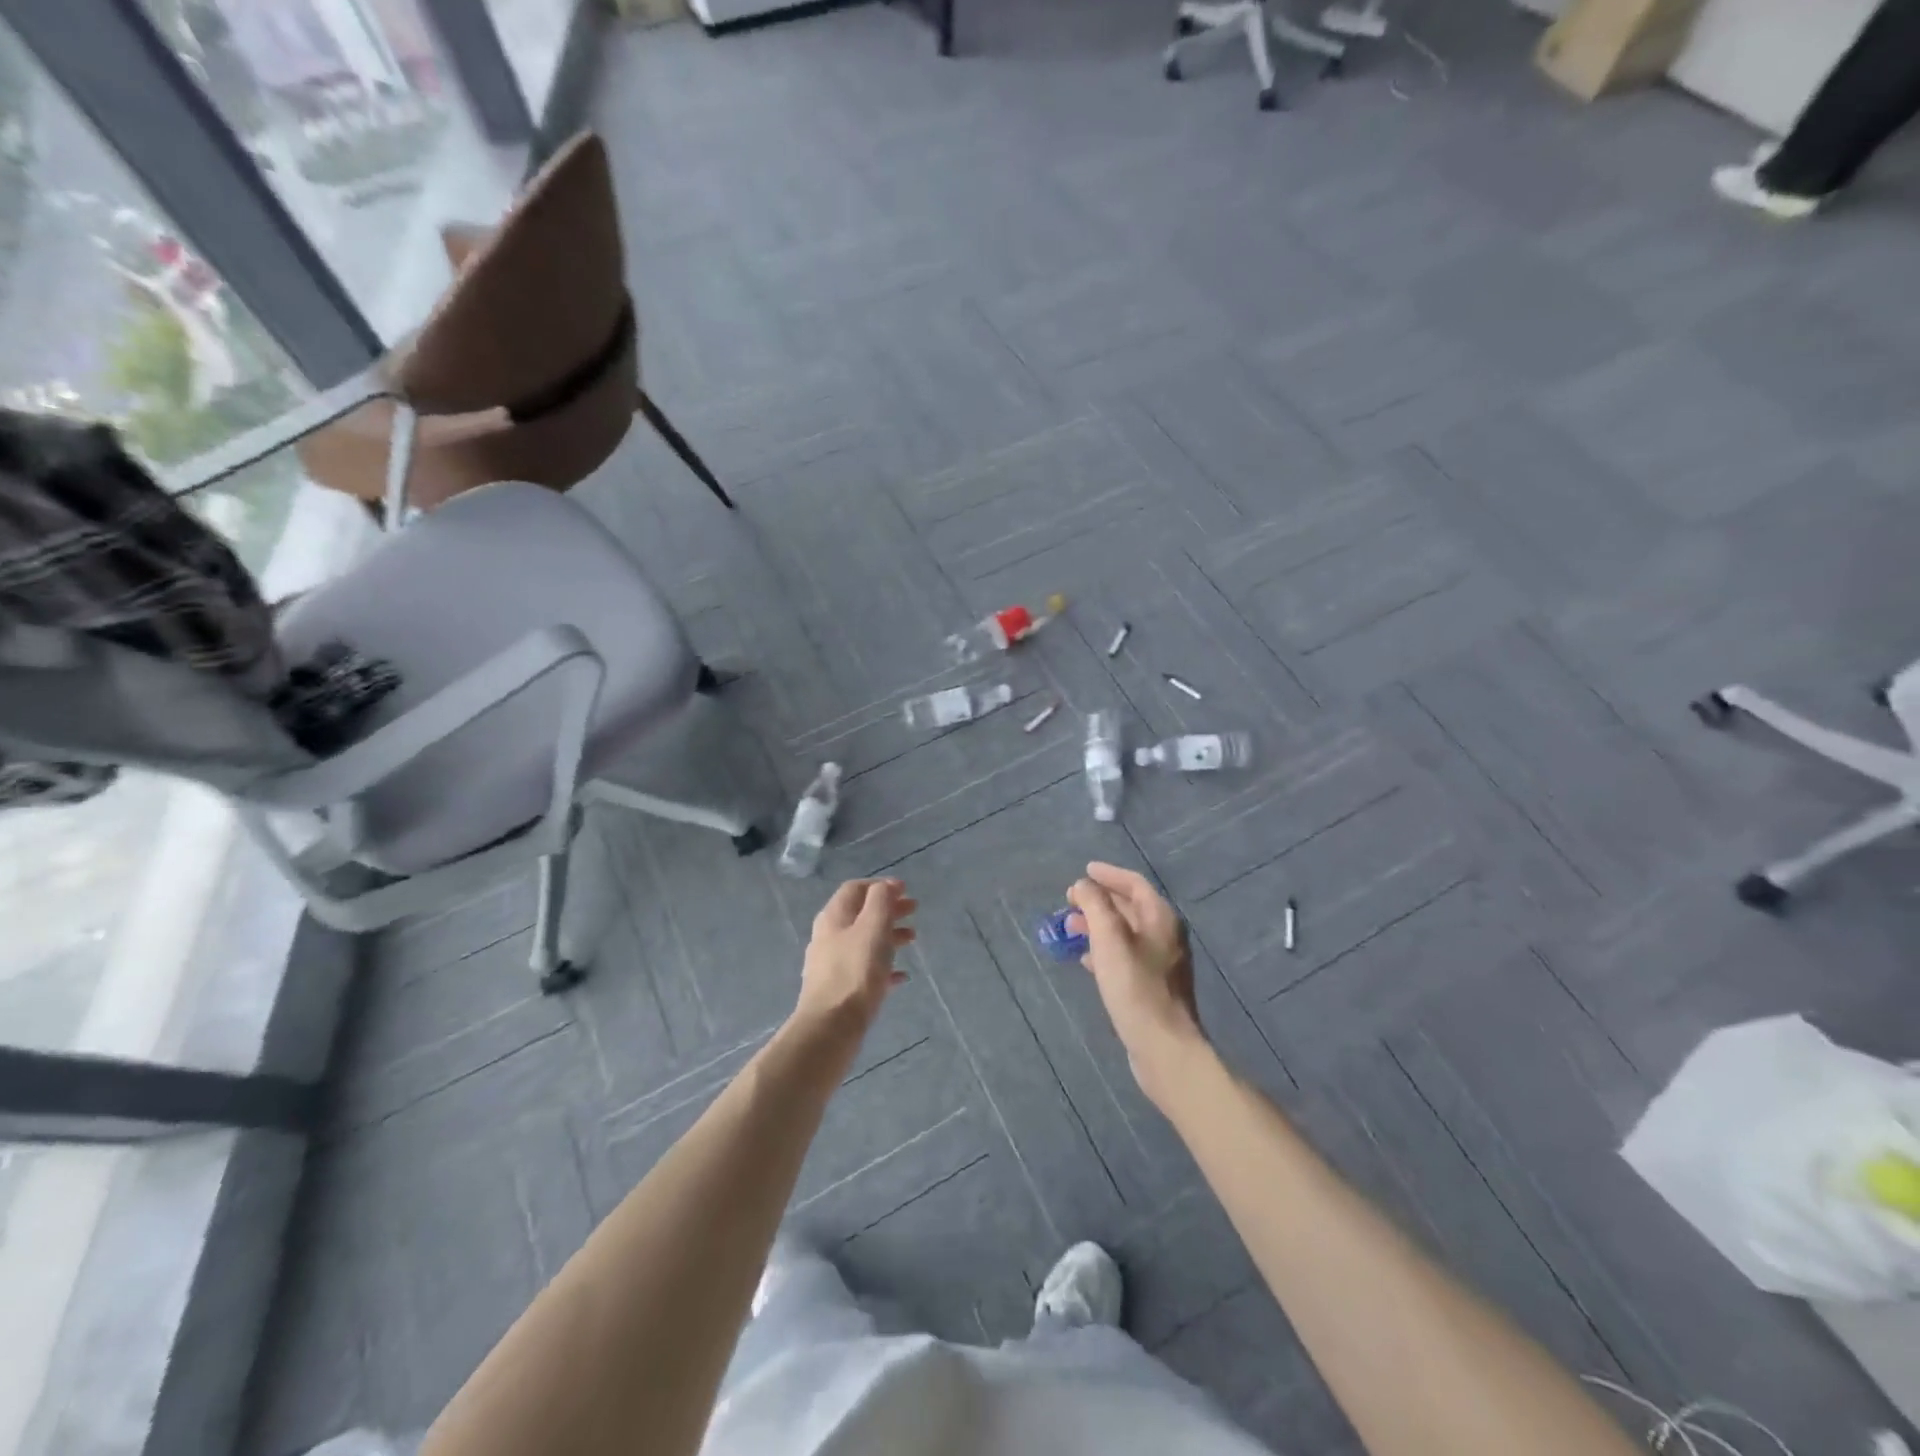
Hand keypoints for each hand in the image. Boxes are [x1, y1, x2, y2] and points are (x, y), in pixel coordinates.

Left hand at [796, 878, 915, 1032]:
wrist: (831, 1027)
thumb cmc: (855, 972)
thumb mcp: (873, 928)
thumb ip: (880, 901)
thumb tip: (886, 885)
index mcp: (834, 917)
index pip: (856, 888)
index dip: (880, 885)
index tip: (906, 890)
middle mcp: (829, 936)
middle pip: (861, 914)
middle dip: (888, 909)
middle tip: (914, 911)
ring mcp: (832, 964)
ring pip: (864, 941)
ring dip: (888, 935)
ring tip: (912, 940)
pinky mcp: (839, 989)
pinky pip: (864, 969)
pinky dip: (884, 966)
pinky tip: (901, 976)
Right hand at [1067, 862, 1206, 1103]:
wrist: (1164, 1047)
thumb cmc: (1135, 987)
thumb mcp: (1109, 939)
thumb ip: (1095, 905)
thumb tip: (1083, 885)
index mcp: (1161, 918)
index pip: (1134, 884)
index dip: (1108, 875)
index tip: (1084, 871)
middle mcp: (1165, 935)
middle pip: (1130, 907)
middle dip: (1099, 901)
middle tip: (1070, 902)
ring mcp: (1161, 962)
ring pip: (1125, 933)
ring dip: (1098, 926)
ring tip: (1070, 929)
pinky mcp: (1153, 986)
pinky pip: (1125, 956)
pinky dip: (1104, 950)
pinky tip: (1086, 960)